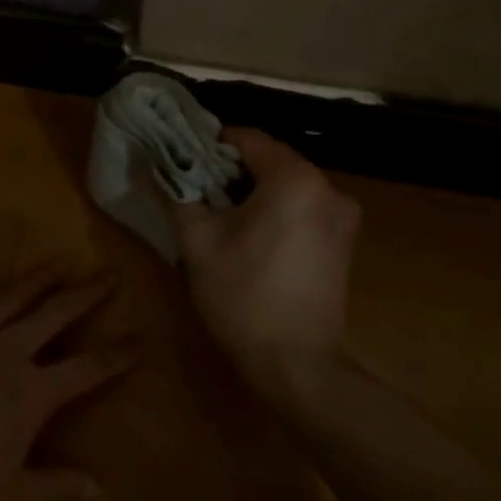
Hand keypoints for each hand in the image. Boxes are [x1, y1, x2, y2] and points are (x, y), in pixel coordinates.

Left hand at [0, 267, 135, 500]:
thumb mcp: (8, 495)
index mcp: (32, 392)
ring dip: (37, 279)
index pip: (88, 368)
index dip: (118, 355)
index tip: (140, 341)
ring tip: (57, 264)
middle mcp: (6, 351)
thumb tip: (98, 488)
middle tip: (107, 275)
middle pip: (56, 313)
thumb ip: (55, 485)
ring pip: (11, 296)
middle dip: (86, 294)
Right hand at [170, 128, 361, 407]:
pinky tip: (253, 237)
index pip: (248, 138)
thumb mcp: (197, 242)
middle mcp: (328, 187)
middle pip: (271, 160)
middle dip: (233, 171)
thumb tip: (156, 165)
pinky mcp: (345, 241)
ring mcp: (342, 215)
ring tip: (221, 216)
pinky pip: (304, 207)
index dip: (212, 145)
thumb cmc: (242, 296)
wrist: (296, 362)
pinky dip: (277, 210)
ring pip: (288, 185)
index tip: (185, 162)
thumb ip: (178, 193)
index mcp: (295, 179)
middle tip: (198, 191)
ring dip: (255, 191)